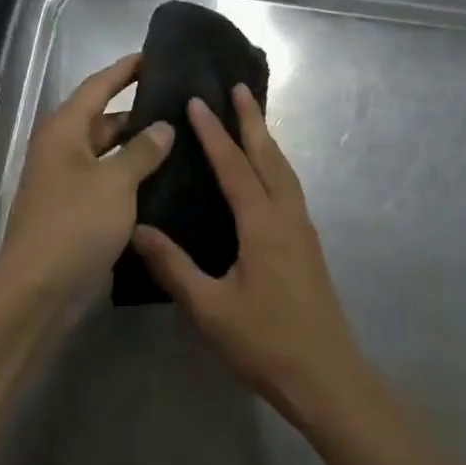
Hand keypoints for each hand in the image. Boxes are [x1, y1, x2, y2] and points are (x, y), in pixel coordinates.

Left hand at [0, 54, 172, 311]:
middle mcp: (64, 150)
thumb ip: (142, 151)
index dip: (126, 70)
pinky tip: (167, 179)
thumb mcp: (115, 182)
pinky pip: (111, 182)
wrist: (40, 289)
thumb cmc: (75, 223)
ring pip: (110, 153)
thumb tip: (164, 126)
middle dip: (139, 111)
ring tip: (183, 138)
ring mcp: (69, 183)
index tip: (155, 55)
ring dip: (140, 147)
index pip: (98, 86)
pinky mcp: (78, 212)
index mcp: (64, 131)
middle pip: (104, 119)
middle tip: (181, 102)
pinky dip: (134, 177)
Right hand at [131, 85, 370, 429]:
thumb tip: (138, 229)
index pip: (234, 166)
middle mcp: (288, 217)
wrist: (327, 377)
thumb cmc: (266, 343)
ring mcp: (303, 230)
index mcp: (263, 225)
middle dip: (253, 120)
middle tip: (239, 87)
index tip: (199, 100)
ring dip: (267, 141)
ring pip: (285, 171)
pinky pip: (290, 189)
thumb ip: (174, 267)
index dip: (214, 133)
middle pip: (269, 157)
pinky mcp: (309, 245)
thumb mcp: (210, 309)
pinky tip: (266, 176)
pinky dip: (275, 166)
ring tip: (252, 119)